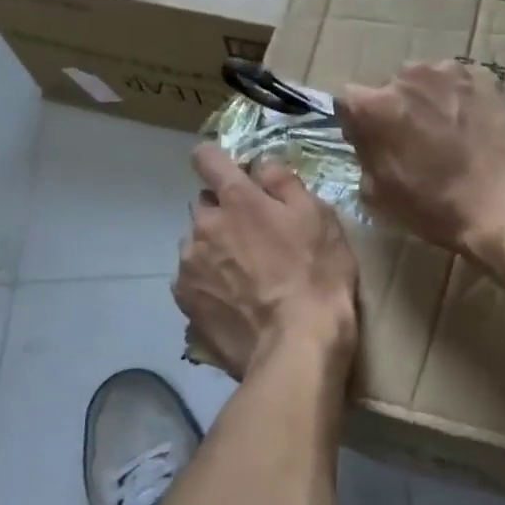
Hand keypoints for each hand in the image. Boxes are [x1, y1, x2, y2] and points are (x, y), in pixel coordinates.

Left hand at [173, 146, 357, 377]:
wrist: (296, 346)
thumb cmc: (316, 274)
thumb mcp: (319, 218)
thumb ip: (285, 183)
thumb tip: (262, 163)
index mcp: (236, 199)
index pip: (207, 158)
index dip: (216, 160)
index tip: (231, 171)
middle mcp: (203, 226)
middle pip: (205, 206)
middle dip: (224, 213)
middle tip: (255, 236)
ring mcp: (189, 266)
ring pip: (196, 244)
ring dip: (214, 249)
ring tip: (245, 275)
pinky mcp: (186, 302)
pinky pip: (192, 279)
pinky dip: (209, 282)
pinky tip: (234, 300)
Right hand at [336, 60, 504, 265]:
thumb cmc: (440, 206)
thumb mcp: (381, 195)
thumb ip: (365, 157)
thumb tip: (367, 140)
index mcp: (375, 106)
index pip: (349, 103)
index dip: (358, 125)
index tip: (371, 144)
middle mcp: (407, 76)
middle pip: (389, 89)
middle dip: (395, 110)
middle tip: (414, 142)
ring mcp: (449, 72)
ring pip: (425, 82)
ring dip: (427, 101)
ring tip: (448, 133)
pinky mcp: (485, 76)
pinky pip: (458, 84)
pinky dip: (459, 99)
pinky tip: (473, 126)